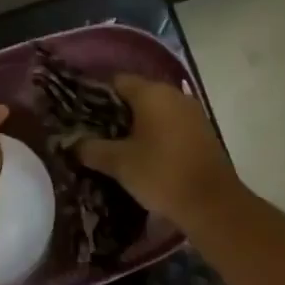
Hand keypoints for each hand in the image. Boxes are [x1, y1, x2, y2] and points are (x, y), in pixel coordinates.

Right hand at [75, 74, 242, 223]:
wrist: (212, 203)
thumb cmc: (161, 174)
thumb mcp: (119, 163)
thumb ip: (91, 149)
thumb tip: (72, 143)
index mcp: (152, 93)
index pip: (117, 81)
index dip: (97, 95)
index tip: (82, 115)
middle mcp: (173, 94)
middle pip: (137, 94)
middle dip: (117, 112)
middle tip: (95, 133)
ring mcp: (191, 112)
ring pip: (156, 110)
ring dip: (138, 124)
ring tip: (117, 146)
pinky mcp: (202, 130)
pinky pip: (171, 123)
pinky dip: (157, 133)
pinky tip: (145, 154)